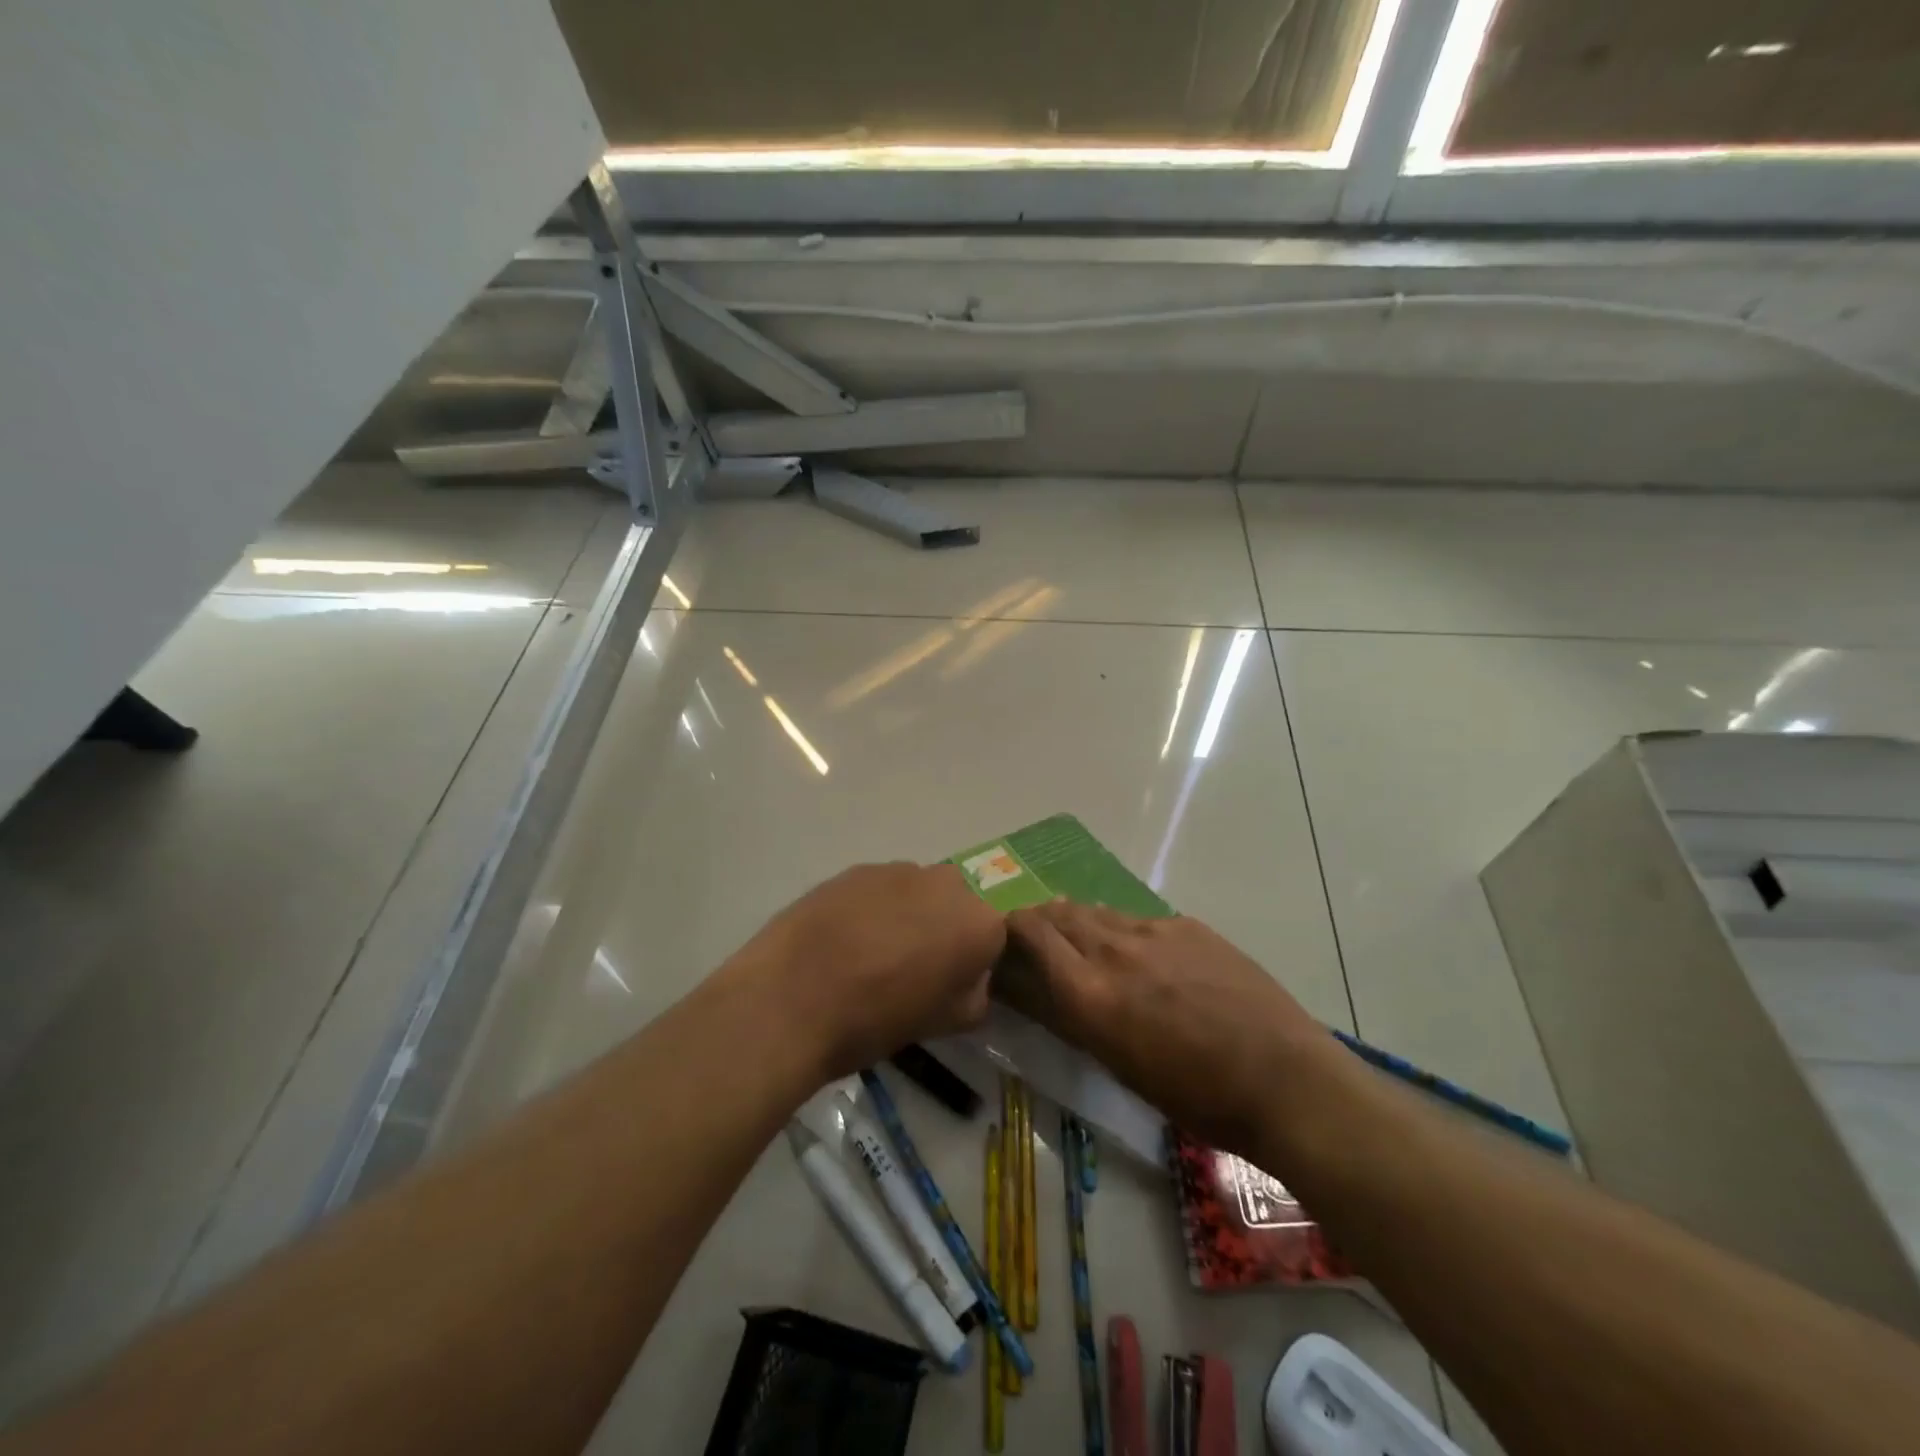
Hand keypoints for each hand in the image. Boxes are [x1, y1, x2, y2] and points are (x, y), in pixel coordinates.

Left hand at [731, 862, 1005, 1081]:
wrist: (791, 998)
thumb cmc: (877, 1019)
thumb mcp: (945, 1023)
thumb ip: (975, 993)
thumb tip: (969, 976)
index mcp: (979, 922)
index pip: (993, 937)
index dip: (971, 963)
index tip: (947, 985)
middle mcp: (948, 883)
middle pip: (956, 906)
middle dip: (942, 930)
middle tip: (911, 968)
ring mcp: (898, 870)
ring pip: (917, 893)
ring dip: (907, 916)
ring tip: (869, 954)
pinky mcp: (857, 868)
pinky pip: (879, 889)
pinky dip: (871, 908)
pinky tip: (843, 939)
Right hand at [1002, 901, 1330, 1154]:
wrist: (1284, 1080)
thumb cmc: (1196, 1096)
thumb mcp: (1118, 1065)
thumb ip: (1070, 1017)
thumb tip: (1032, 990)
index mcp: (1089, 992)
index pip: (1029, 932)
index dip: (1008, 930)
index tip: (1003, 943)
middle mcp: (1114, 949)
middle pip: (1058, 913)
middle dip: (1039, 922)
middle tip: (1037, 942)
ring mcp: (1154, 930)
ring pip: (1097, 912)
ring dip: (1078, 923)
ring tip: (1084, 945)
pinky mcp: (1187, 926)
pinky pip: (1138, 919)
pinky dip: (1121, 930)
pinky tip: (1141, 956)